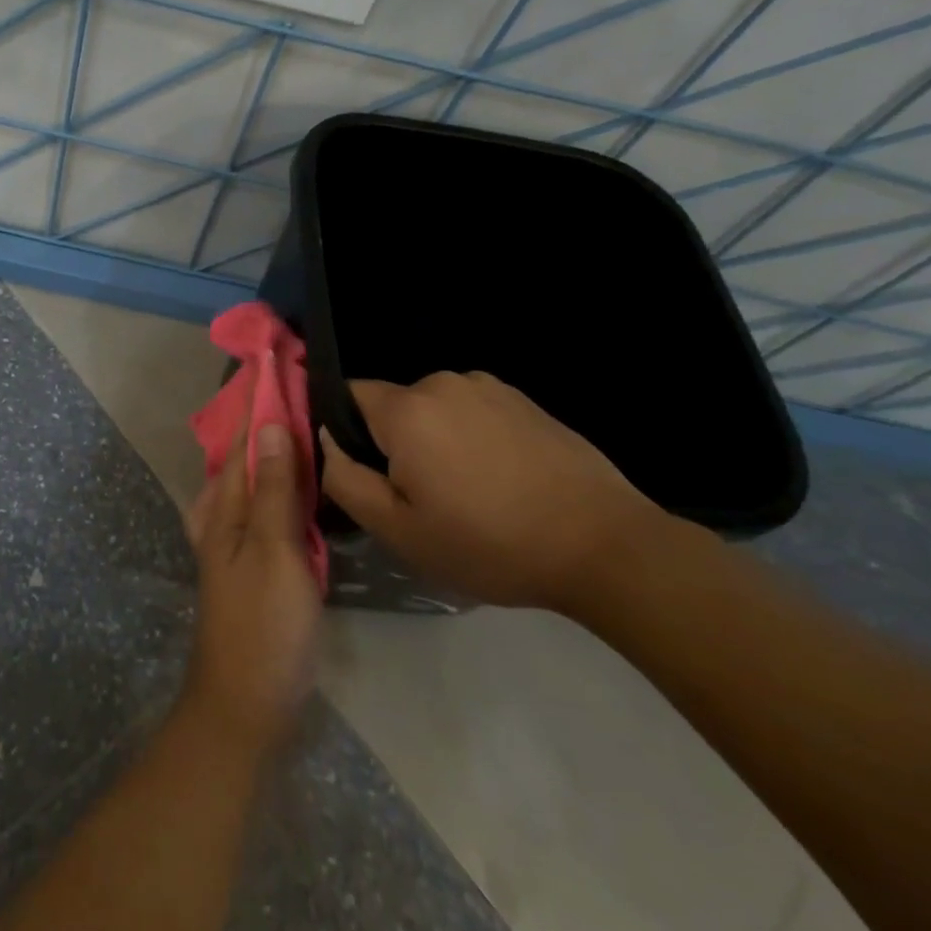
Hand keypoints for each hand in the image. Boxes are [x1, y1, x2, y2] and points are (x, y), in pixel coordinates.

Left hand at [182, 397, 321, 753]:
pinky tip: (300, 482)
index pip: (241, 437)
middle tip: (303, 384)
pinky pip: (263, 508)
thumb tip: (268, 424)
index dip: (259, 400)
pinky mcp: (251, 563)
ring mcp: (233, 541)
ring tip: (306, 418)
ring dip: (273, 448)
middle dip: (266, 418)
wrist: (245, 702)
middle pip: (243, 454)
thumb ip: (271, 489)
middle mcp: (221, 516)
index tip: (279, 360)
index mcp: (222, 506)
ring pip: (251, 479)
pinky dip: (279, 484)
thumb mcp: (273, 551)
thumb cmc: (263, 625)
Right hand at [319, 371, 665, 609]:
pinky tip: (497, 481)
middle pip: (391, 406)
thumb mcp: (398, 530)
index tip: (360, 472)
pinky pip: (472, 412)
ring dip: (432, 440)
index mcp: (406, 410)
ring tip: (462, 492)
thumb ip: (344, 479)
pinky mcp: (525, 401)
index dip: (341, 430)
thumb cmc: (488, 543)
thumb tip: (327, 441)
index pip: (345, 395)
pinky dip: (469, 438)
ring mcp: (490, 388)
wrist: (604, 546)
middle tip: (415, 497)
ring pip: (433, 410)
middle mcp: (443, 383)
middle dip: (390, 442)